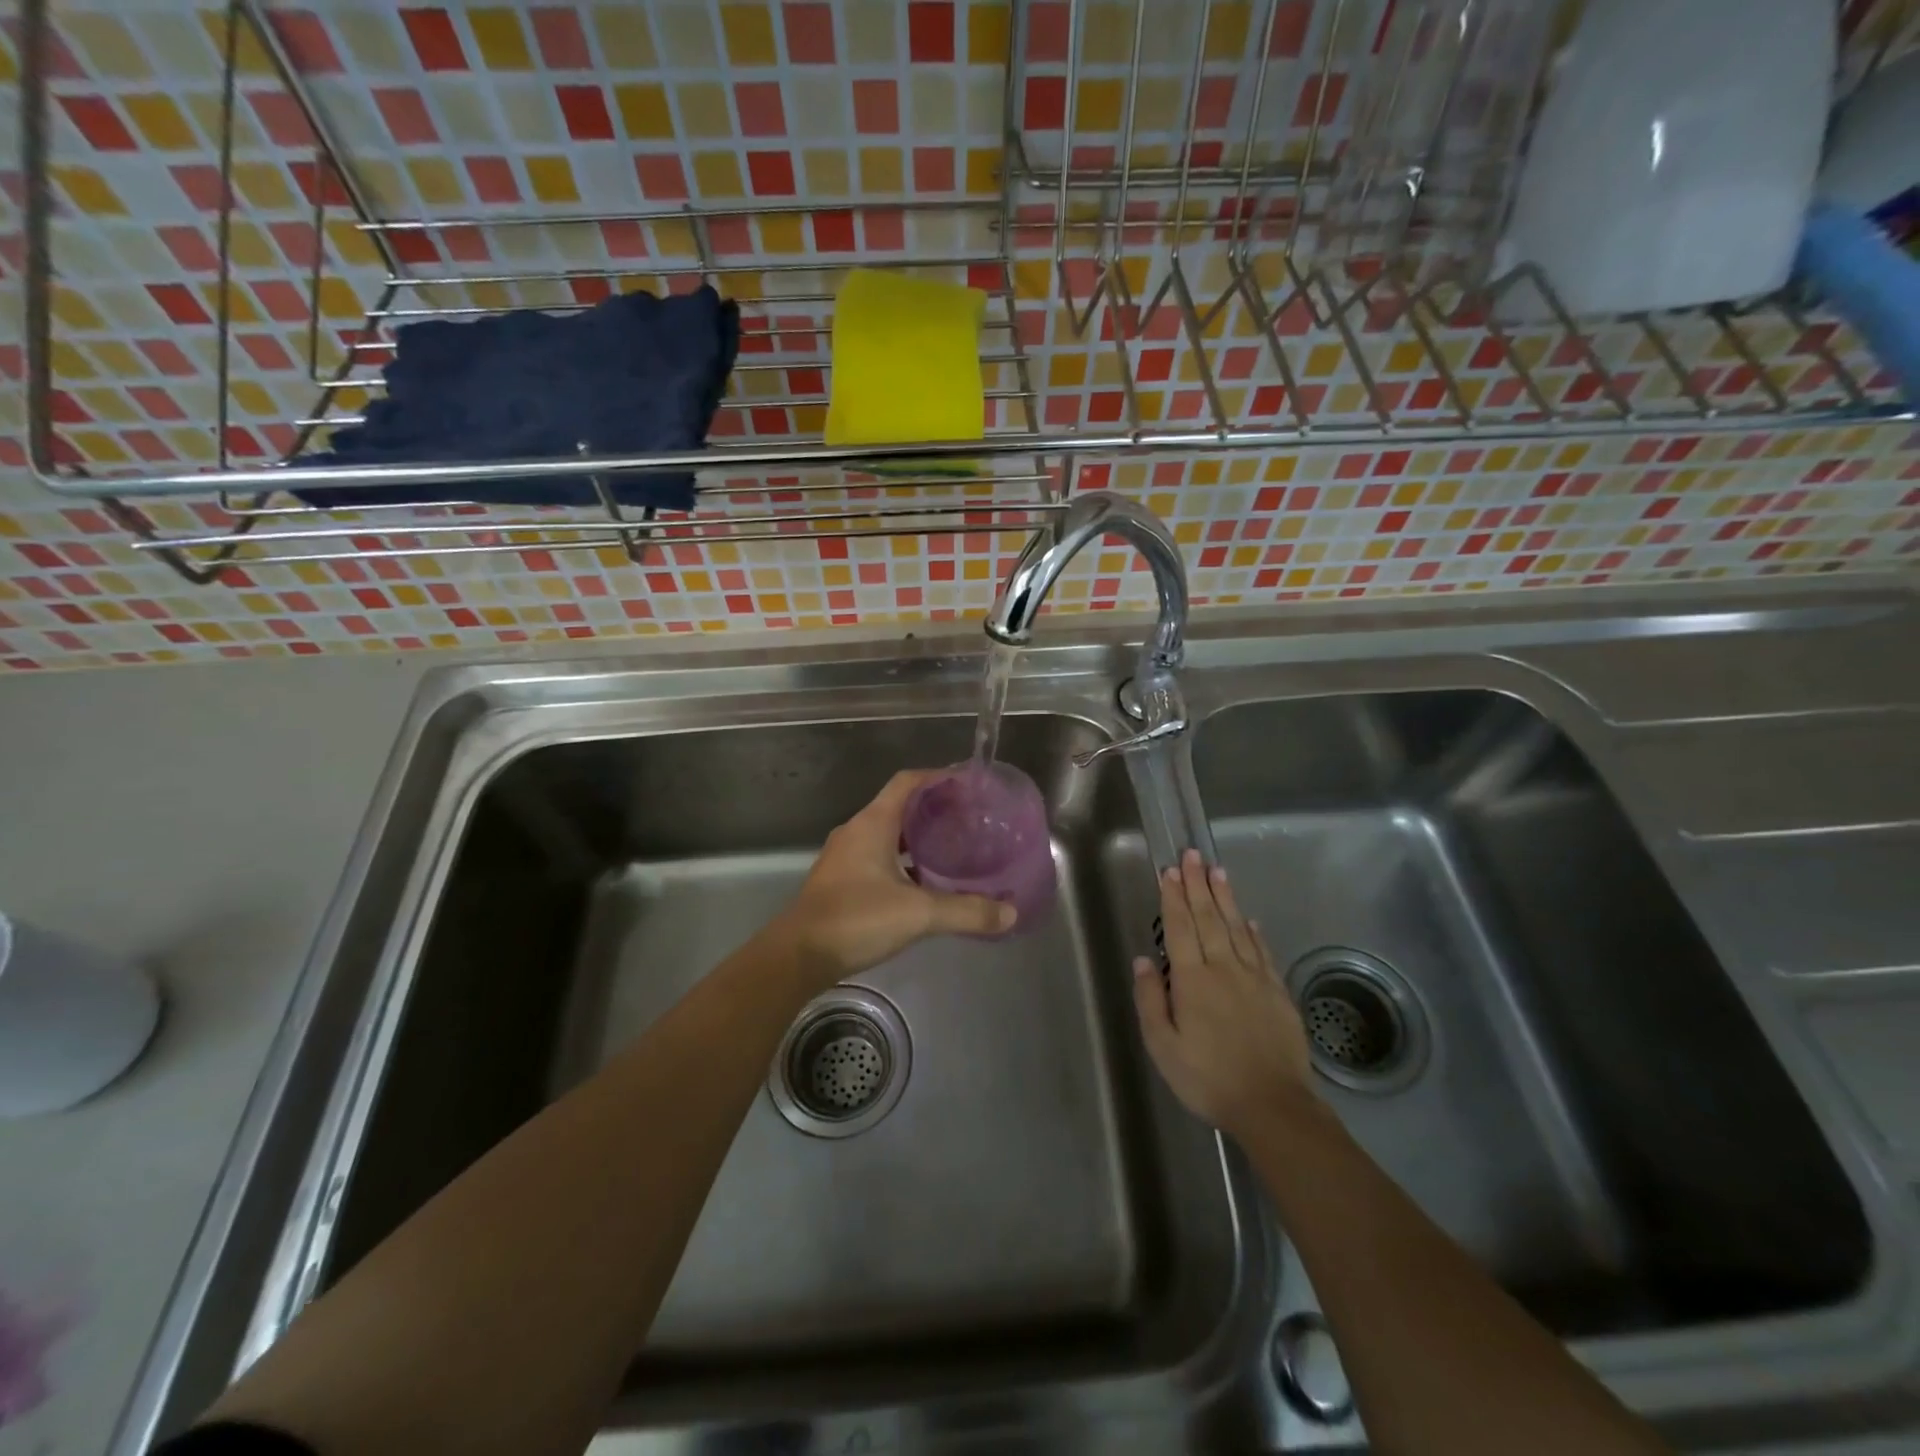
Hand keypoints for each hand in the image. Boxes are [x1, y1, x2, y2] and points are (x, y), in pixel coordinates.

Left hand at [772, 770, 1015, 984]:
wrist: (798, 955)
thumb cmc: (856, 919)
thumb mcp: (918, 914)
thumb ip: (966, 911)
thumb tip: (1010, 912)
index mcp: (873, 824)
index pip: (907, 782)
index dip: (937, 777)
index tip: (967, 783)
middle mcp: (857, 831)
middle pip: (899, 806)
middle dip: (933, 808)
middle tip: (968, 819)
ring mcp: (845, 856)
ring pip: (888, 834)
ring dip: (917, 837)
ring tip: (952, 848)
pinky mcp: (841, 880)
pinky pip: (877, 856)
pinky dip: (903, 860)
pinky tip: (923, 882)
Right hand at [1132, 849, 1316, 1139]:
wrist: (1273, 1105)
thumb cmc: (1208, 1078)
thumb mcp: (1163, 1046)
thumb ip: (1151, 1000)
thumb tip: (1144, 960)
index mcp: (1193, 980)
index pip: (1180, 927)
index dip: (1173, 897)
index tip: (1169, 871)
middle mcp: (1224, 968)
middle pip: (1209, 918)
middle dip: (1198, 884)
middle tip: (1192, 854)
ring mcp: (1255, 978)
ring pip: (1237, 927)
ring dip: (1225, 897)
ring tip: (1217, 871)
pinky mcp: (1277, 992)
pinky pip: (1262, 951)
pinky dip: (1254, 931)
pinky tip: (1249, 918)